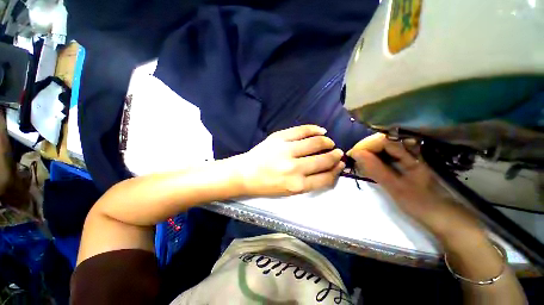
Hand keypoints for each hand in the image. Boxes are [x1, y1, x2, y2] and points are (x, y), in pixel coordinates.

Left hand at [237, 125, 344, 196]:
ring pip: (315, 143)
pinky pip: (301, 130)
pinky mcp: (279, 138)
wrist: (245, 173)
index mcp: (297, 185)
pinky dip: (314, 129)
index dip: (336, 171)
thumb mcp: (289, 191)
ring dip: (326, 142)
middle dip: (334, 156)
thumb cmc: (267, 185)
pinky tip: (321, 131)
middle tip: (337, 153)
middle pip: (322, 160)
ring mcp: (286, 150)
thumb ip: (309, 182)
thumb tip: (327, 169)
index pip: (325, 178)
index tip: (340, 165)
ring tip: (329, 142)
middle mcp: (294, 168)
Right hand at [348, 133, 482, 241]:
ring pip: (382, 148)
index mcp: (411, 154)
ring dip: (368, 153)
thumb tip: (356, 153)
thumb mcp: (395, 186)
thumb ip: (375, 169)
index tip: (352, 154)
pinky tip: (367, 164)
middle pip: (382, 141)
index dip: (365, 145)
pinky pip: (385, 156)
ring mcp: (406, 157)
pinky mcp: (403, 163)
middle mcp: (409, 151)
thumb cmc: (419, 202)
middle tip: (353, 158)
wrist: (439, 216)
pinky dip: (373, 159)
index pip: (383, 140)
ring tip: (357, 161)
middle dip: (365, 148)